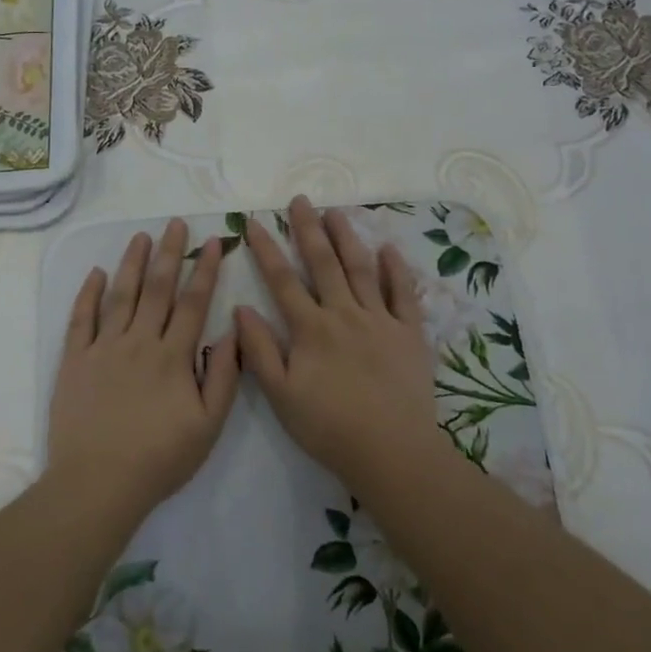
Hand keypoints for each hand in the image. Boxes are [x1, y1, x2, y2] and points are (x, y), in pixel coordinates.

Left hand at [47, 218, 240, 522]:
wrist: (98, 482)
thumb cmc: (159, 458)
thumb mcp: (208, 426)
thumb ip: (223, 377)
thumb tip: (232, 332)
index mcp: (173, 356)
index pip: (193, 302)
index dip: (204, 270)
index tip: (213, 242)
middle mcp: (139, 342)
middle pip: (157, 288)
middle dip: (168, 253)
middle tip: (175, 223)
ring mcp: (103, 348)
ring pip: (120, 295)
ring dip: (131, 263)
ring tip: (140, 236)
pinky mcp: (75, 361)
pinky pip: (81, 319)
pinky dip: (88, 294)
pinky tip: (95, 273)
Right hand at [236, 196, 443, 488]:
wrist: (391, 451)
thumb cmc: (329, 427)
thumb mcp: (281, 395)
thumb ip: (260, 350)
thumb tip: (241, 308)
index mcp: (311, 329)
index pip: (283, 281)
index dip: (267, 249)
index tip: (254, 222)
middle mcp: (344, 314)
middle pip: (324, 263)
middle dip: (308, 229)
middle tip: (300, 200)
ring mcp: (380, 321)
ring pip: (361, 269)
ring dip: (347, 238)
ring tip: (335, 211)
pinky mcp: (409, 333)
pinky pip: (403, 294)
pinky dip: (396, 269)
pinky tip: (388, 249)